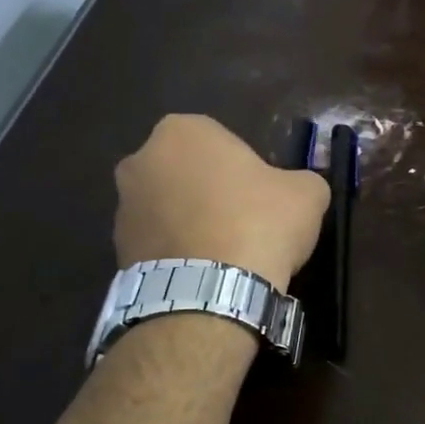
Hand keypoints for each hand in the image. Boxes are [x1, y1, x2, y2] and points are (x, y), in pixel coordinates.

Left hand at [113, 116, 329, 291]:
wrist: (211, 292)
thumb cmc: (259, 223)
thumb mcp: (307, 193)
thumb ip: (301, 180)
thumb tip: (298, 189)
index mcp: (183, 131)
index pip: (221, 140)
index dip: (246, 167)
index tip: (263, 195)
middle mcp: (141, 160)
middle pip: (188, 171)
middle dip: (210, 191)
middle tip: (245, 221)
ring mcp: (123, 207)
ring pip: (169, 208)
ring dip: (192, 223)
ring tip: (226, 256)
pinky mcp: (117, 250)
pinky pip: (158, 244)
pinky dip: (178, 254)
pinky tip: (206, 275)